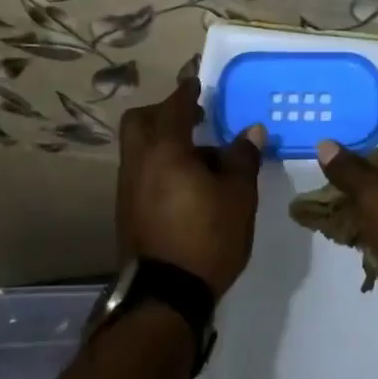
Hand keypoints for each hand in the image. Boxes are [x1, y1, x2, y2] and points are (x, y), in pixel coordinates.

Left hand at [116, 78, 264, 297]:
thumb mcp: (239, 196)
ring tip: (200, 158)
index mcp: (165, 151)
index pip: (173, 107)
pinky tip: (187, 185)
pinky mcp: (127, 212)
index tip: (196, 82)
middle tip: (193, 117)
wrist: (166, 296)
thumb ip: (243, 158)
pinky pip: (141, 172)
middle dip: (163, 112)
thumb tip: (250, 131)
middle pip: (140, 121)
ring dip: (163, 141)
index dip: (186, 92)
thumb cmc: (207, 237)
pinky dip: (159, 165)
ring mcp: (128, 189)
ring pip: (139, 148)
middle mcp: (139, 163)